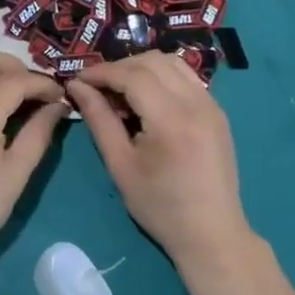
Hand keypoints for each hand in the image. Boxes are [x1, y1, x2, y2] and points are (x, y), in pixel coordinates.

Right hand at [67, 53, 251, 269]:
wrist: (210, 233)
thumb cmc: (159, 206)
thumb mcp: (120, 165)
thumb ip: (99, 120)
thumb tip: (77, 87)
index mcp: (171, 120)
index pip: (132, 75)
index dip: (101, 72)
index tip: (77, 80)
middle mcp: (196, 103)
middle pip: (153, 61)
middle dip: (119, 66)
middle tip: (95, 86)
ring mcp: (212, 105)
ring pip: (172, 63)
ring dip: (141, 67)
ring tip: (119, 90)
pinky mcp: (217, 112)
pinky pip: (186, 78)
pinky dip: (161, 76)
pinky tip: (146, 99)